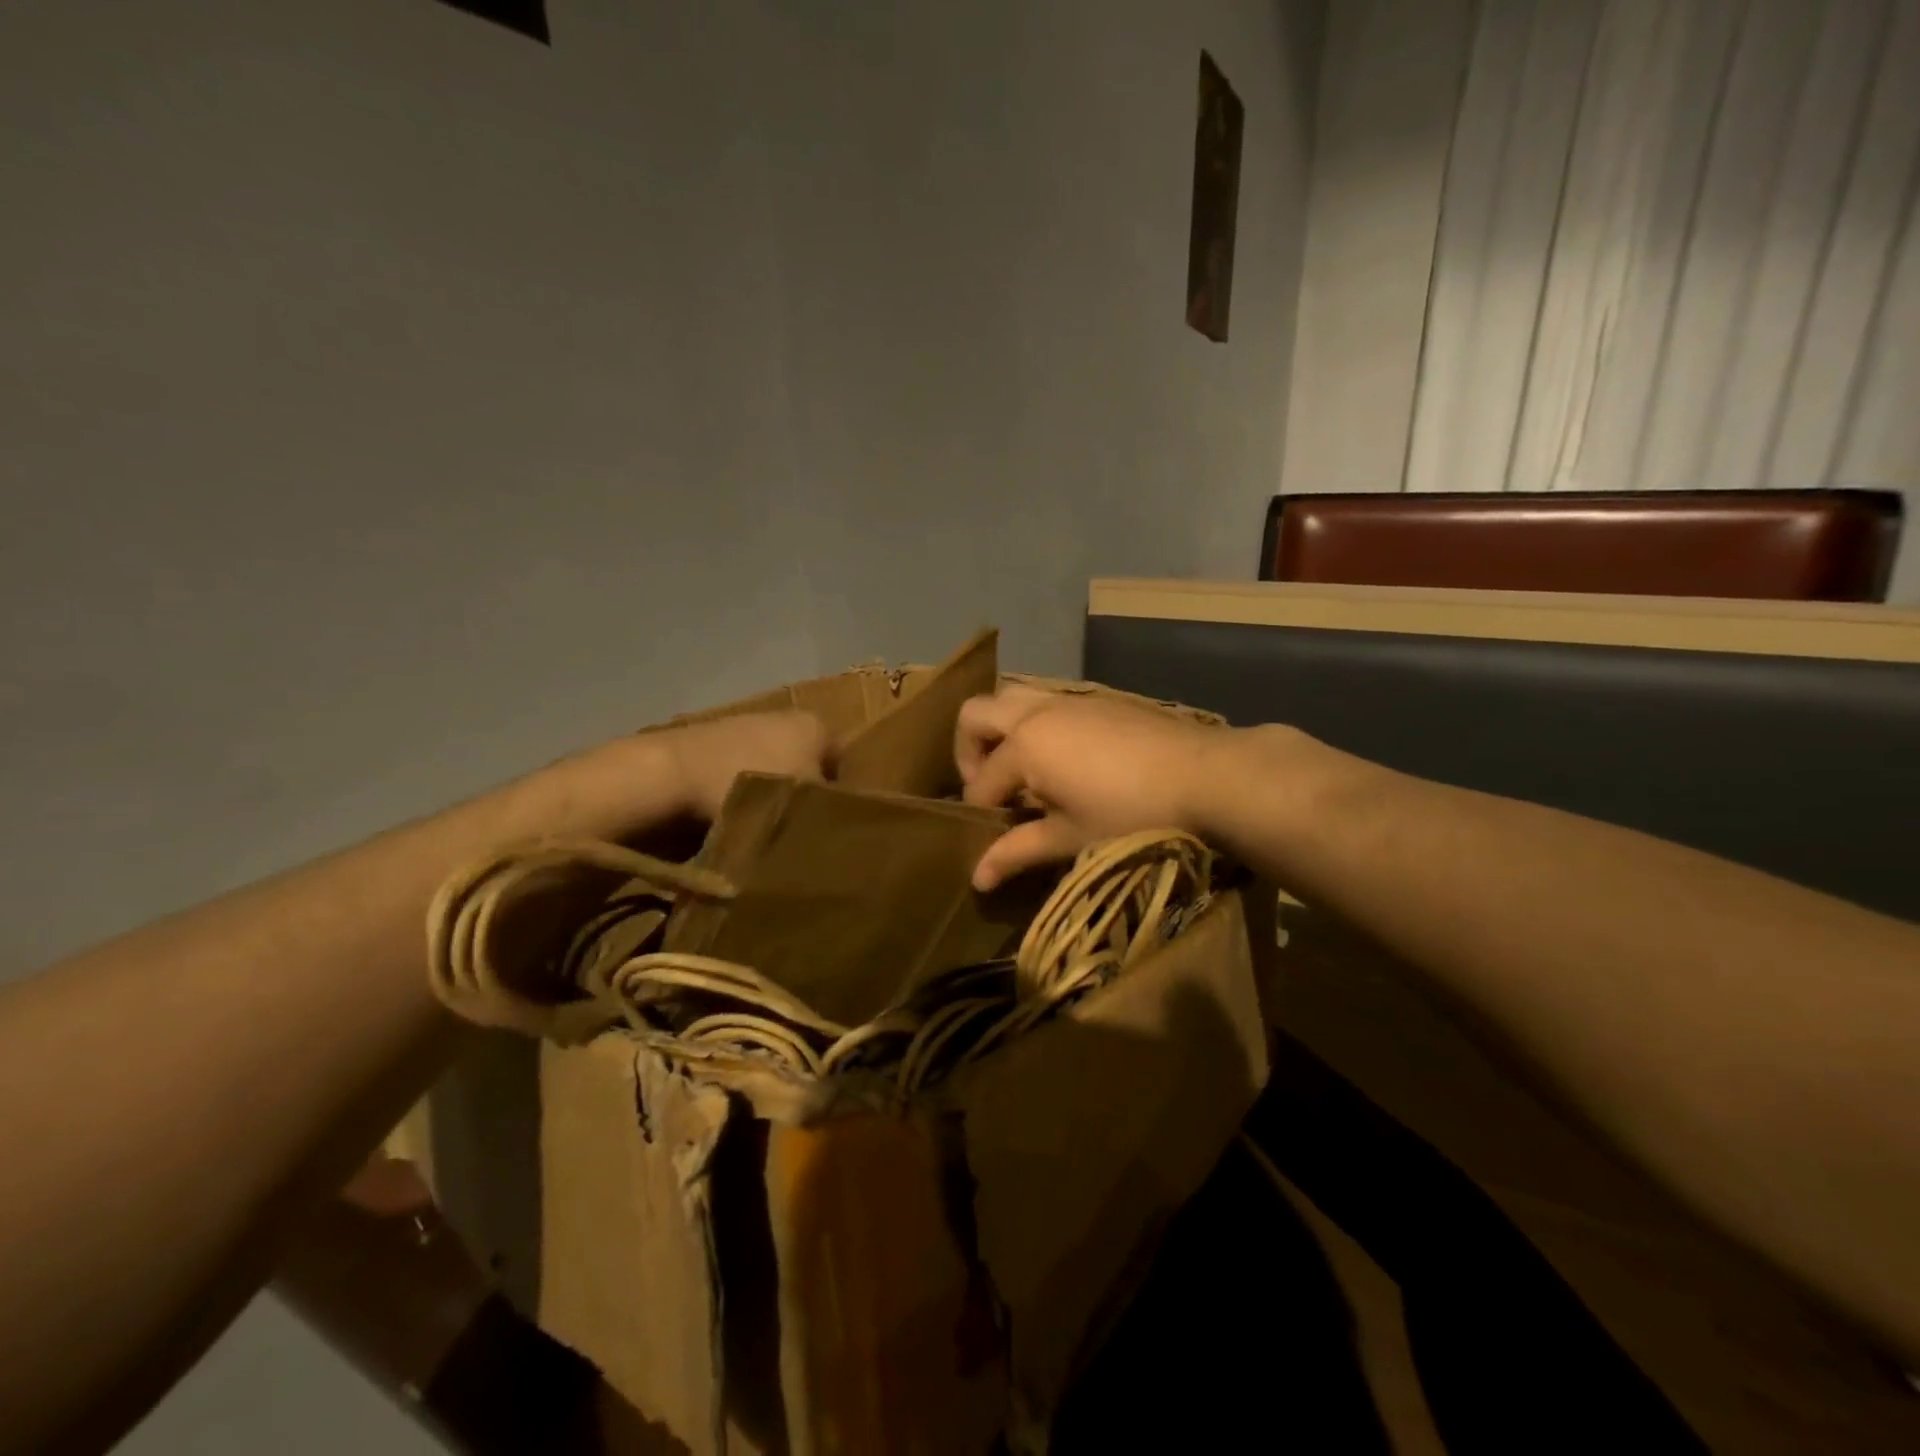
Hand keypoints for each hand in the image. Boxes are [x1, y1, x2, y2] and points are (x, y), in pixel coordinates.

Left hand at [660, 710, 831, 819]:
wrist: (670, 776)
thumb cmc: (753, 789)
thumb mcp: (805, 809)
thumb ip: (827, 816)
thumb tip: (833, 828)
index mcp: (815, 725)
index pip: (840, 764)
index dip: (834, 799)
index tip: (821, 828)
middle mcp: (783, 716)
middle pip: (802, 763)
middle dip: (796, 794)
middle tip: (789, 831)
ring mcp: (741, 725)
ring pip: (767, 767)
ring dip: (762, 795)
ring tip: (753, 828)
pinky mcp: (707, 741)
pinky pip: (733, 771)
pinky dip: (731, 791)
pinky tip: (723, 817)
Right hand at [956, 686, 1229, 889]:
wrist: (1204, 775)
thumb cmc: (1131, 812)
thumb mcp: (1071, 836)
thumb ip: (1018, 851)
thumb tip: (976, 878)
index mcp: (1024, 746)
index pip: (980, 783)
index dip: (979, 814)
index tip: (989, 840)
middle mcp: (1035, 713)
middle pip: (975, 716)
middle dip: (968, 751)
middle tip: (989, 788)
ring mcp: (1066, 700)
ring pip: (1010, 698)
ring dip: (1000, 730)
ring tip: (1020, 770)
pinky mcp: (1094, 699)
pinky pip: (1044, 701)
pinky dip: (1033, 724)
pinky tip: (1061, 760)